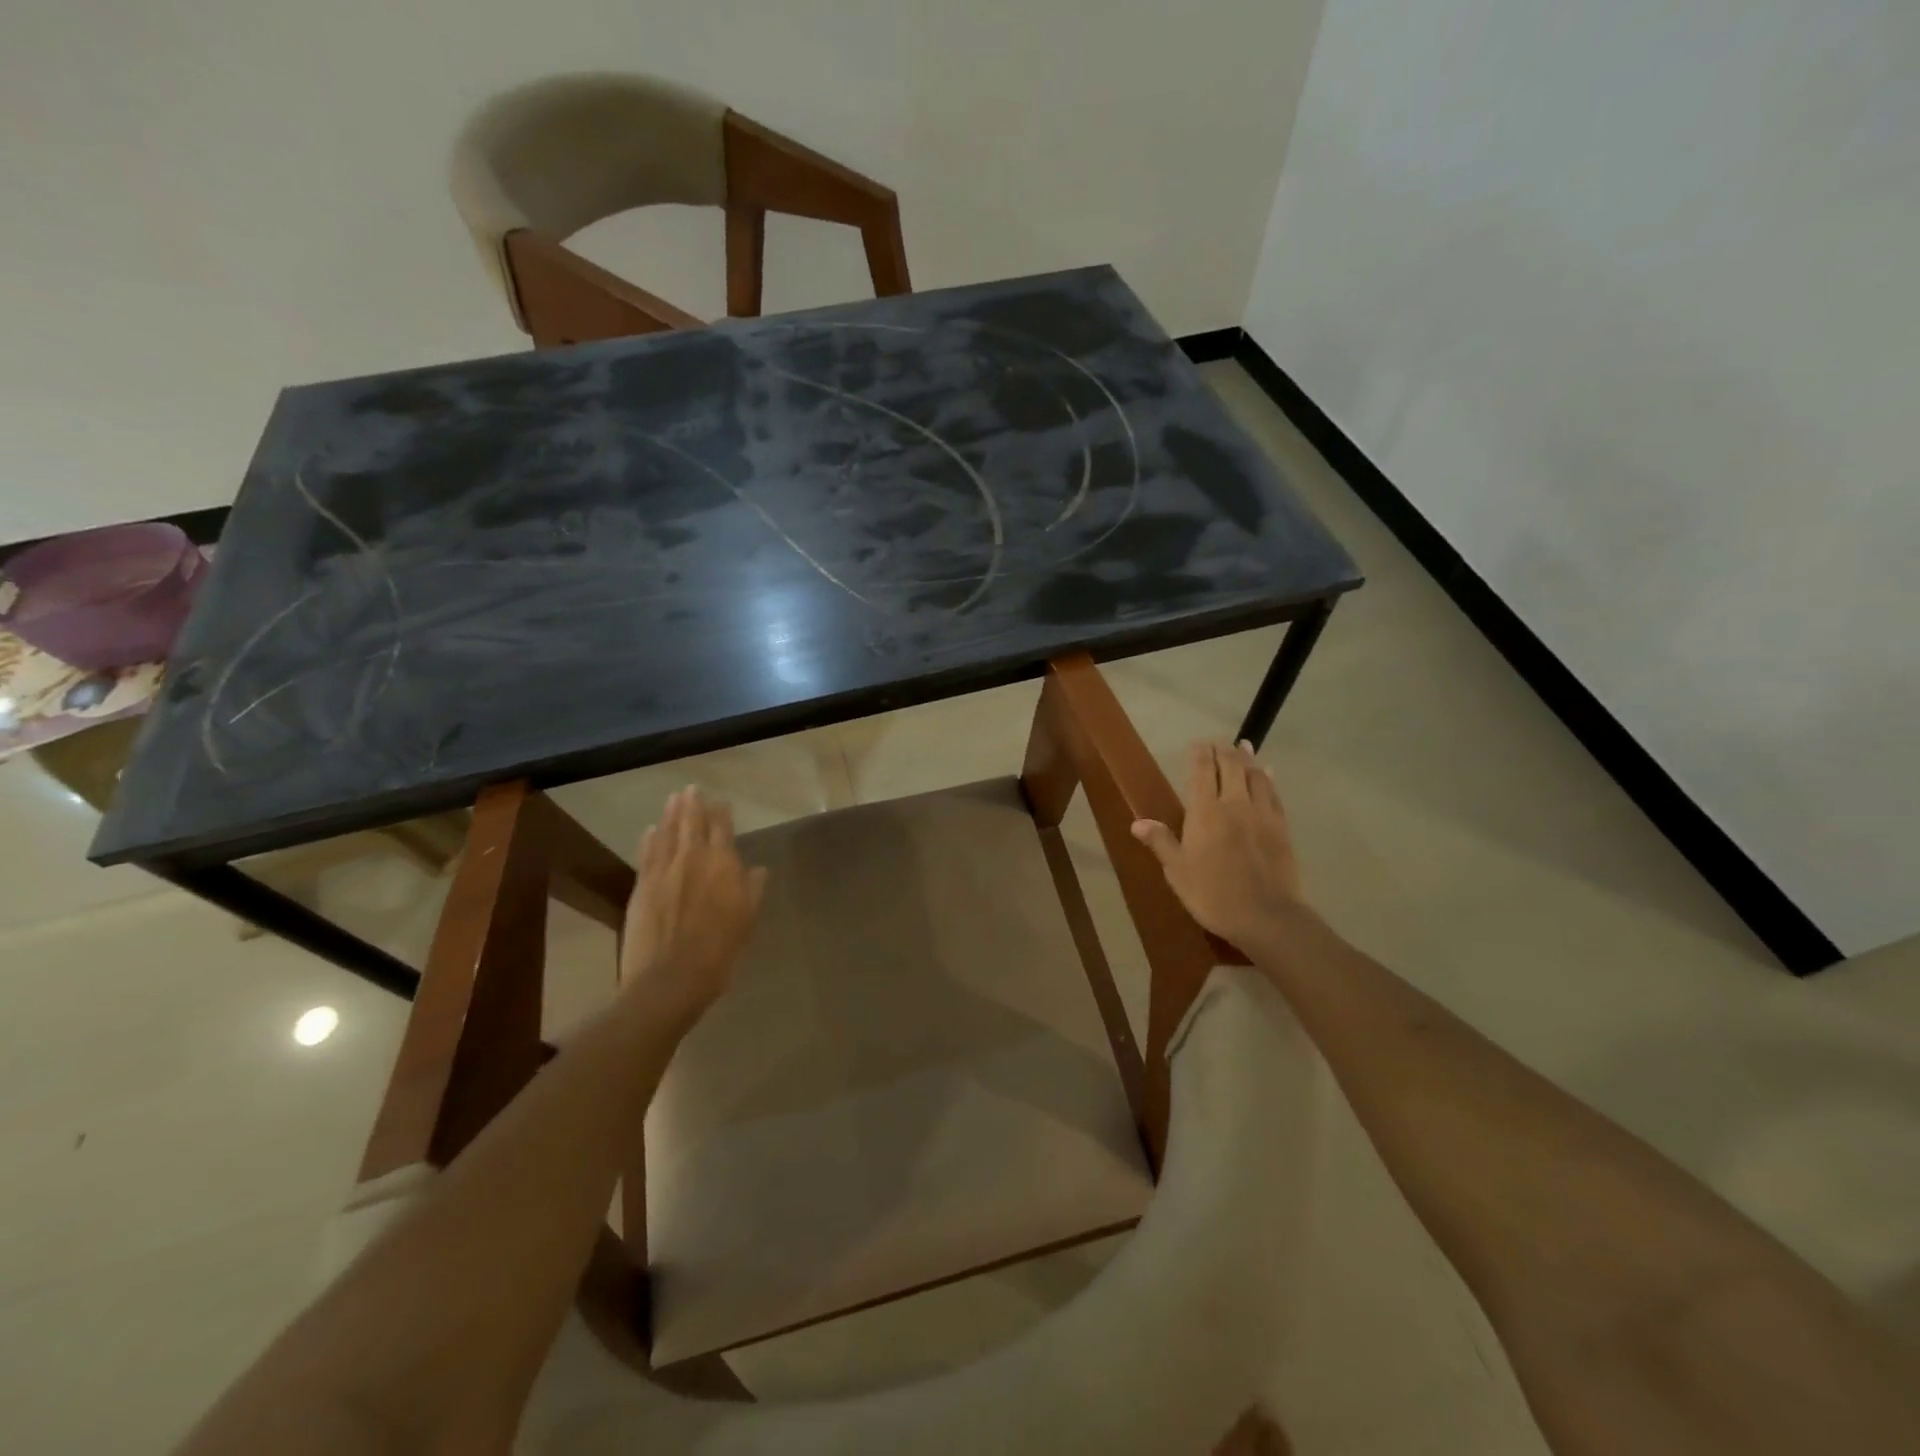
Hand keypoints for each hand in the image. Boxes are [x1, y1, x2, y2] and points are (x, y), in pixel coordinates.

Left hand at [619, 787, 767, 1023]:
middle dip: (693, 804)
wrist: (670, 979)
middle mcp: (693, 859)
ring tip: (674, 798)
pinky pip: (647, 853)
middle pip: (692, 823)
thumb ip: (752, 890)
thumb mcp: (746, 921)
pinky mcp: (642, 885)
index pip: (722, 829)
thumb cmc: (718, 952)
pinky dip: (651, 838)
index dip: (721, 813)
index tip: (721, 803)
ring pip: (668, 832)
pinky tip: (652, 829)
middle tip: (691, 788)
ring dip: (671, 813)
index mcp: (723, 865)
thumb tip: (756, 869)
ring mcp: (664, 870)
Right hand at [1131, 741, 1304, 949]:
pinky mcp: (1281, 827)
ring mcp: (1261, 814)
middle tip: (1217, 742)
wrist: (1266, 916)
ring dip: (1247, 759)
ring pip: (1255, 776)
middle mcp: (1234, 804)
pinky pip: (1273, 793)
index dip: (1199, 755)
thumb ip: (1161, 842)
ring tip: (1243, 746)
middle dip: (1223, 751)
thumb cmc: (1212, 894)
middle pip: (1230, 767)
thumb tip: (1137, 822)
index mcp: (1205, 813)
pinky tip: (1267, 773)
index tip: (1197, 744)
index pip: (1202, 773)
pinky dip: (1268, 778)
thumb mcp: (1177, 871)